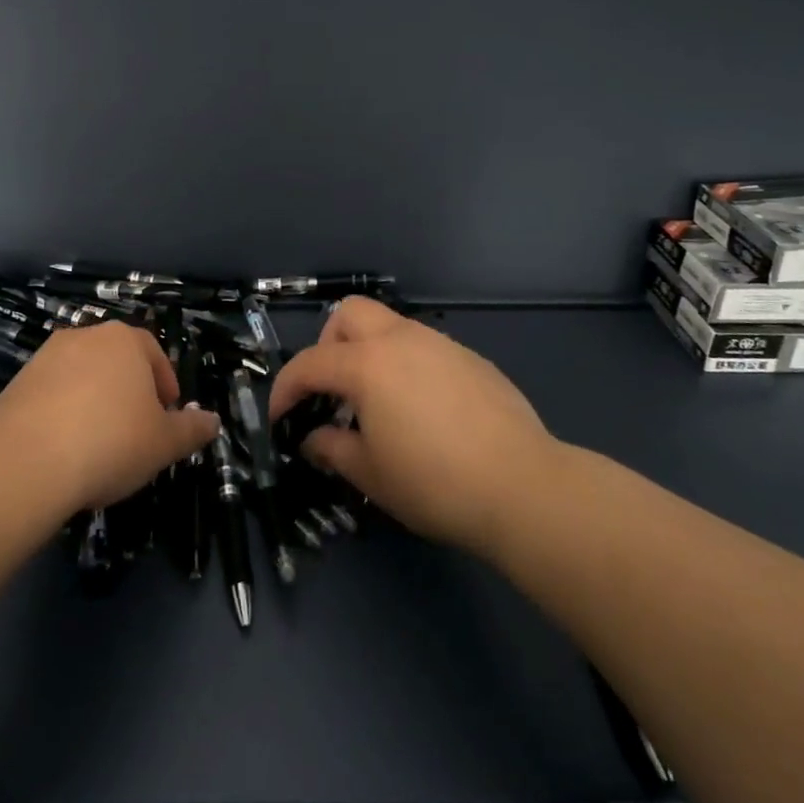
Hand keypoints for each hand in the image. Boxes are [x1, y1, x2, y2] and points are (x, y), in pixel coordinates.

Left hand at [0, 322, 220, 511]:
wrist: (25, 462)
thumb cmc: (111, 442)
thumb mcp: (164, 443)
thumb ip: (192, 430)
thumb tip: (213, 421)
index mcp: (125, 340)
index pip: (154, 354)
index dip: (165, 386)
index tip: (167, 416)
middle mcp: (86, 336)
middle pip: (117, 361)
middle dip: (129, 391)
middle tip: (137, 429)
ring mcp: (47, 357)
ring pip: (83, 376)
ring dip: (95, 401)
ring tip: (99, 442)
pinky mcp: (17, 382)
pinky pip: (52, 394)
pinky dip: (63, 413)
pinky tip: (66, 448)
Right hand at [270, 297, 553, 553]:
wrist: (523, 487)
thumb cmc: (434, 482)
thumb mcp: (370, 474)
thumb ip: (331, 448)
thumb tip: (313, 438)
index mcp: (367, 364)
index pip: (309, 363)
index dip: (286, 390)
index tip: (281, 419)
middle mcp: (401, 340)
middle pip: (349, 315)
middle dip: (328, 345)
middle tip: (333, 391)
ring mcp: (440, 344)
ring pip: (389, 326)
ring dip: (369, 353)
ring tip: (377, 404)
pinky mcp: (471, 359)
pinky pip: (423, 347)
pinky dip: (406, 365)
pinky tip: (422, 410)